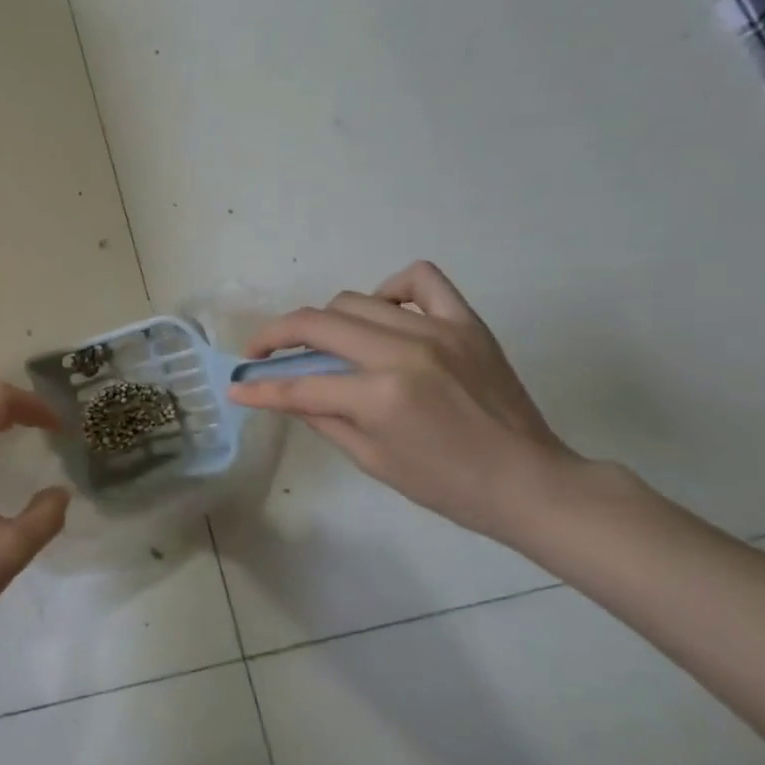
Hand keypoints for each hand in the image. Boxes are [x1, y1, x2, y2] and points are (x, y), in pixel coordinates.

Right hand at [226, 262, 578, 540]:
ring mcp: (438, 330)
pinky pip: (420, 279)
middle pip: (317, 324)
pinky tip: (382, 313)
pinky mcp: (466, 322)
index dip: (260, 388)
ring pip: (355, 300)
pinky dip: (390, 288)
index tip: (236, 386)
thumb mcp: (370, 458)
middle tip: (263, 353)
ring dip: (326, 321)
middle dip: (276, 337)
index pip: (300, 385)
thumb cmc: (445, 484)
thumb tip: (276, 393)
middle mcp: (403, 353)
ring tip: (324, 342)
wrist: (528, 482)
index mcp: (380, 396)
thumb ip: (320, 416)